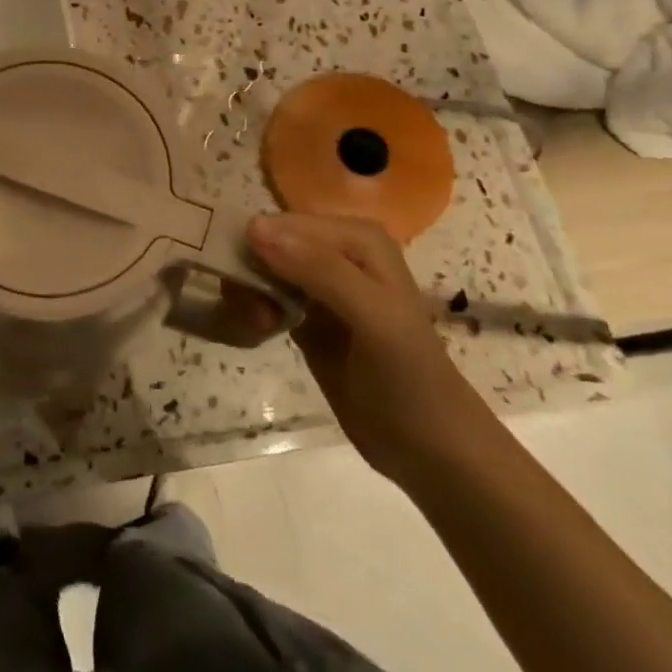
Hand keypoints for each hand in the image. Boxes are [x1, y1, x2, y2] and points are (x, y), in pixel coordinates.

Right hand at [246, 212, 494, 485]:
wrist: (430, 449)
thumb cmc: (410, 378)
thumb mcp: (373, 317)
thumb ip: (320, 269)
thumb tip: (254, 228)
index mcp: (358, 238)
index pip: (284, 222)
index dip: (256, 246)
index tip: (241, 284)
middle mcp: (335, 252)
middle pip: (266, 243)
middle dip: (249, 273)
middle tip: (254, 315)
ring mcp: (316, 285)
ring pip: (259, 269)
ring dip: (246, 296)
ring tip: (259, 327)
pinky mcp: (302, 316)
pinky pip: (261, 298)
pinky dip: (250, 312)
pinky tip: (258, 332)